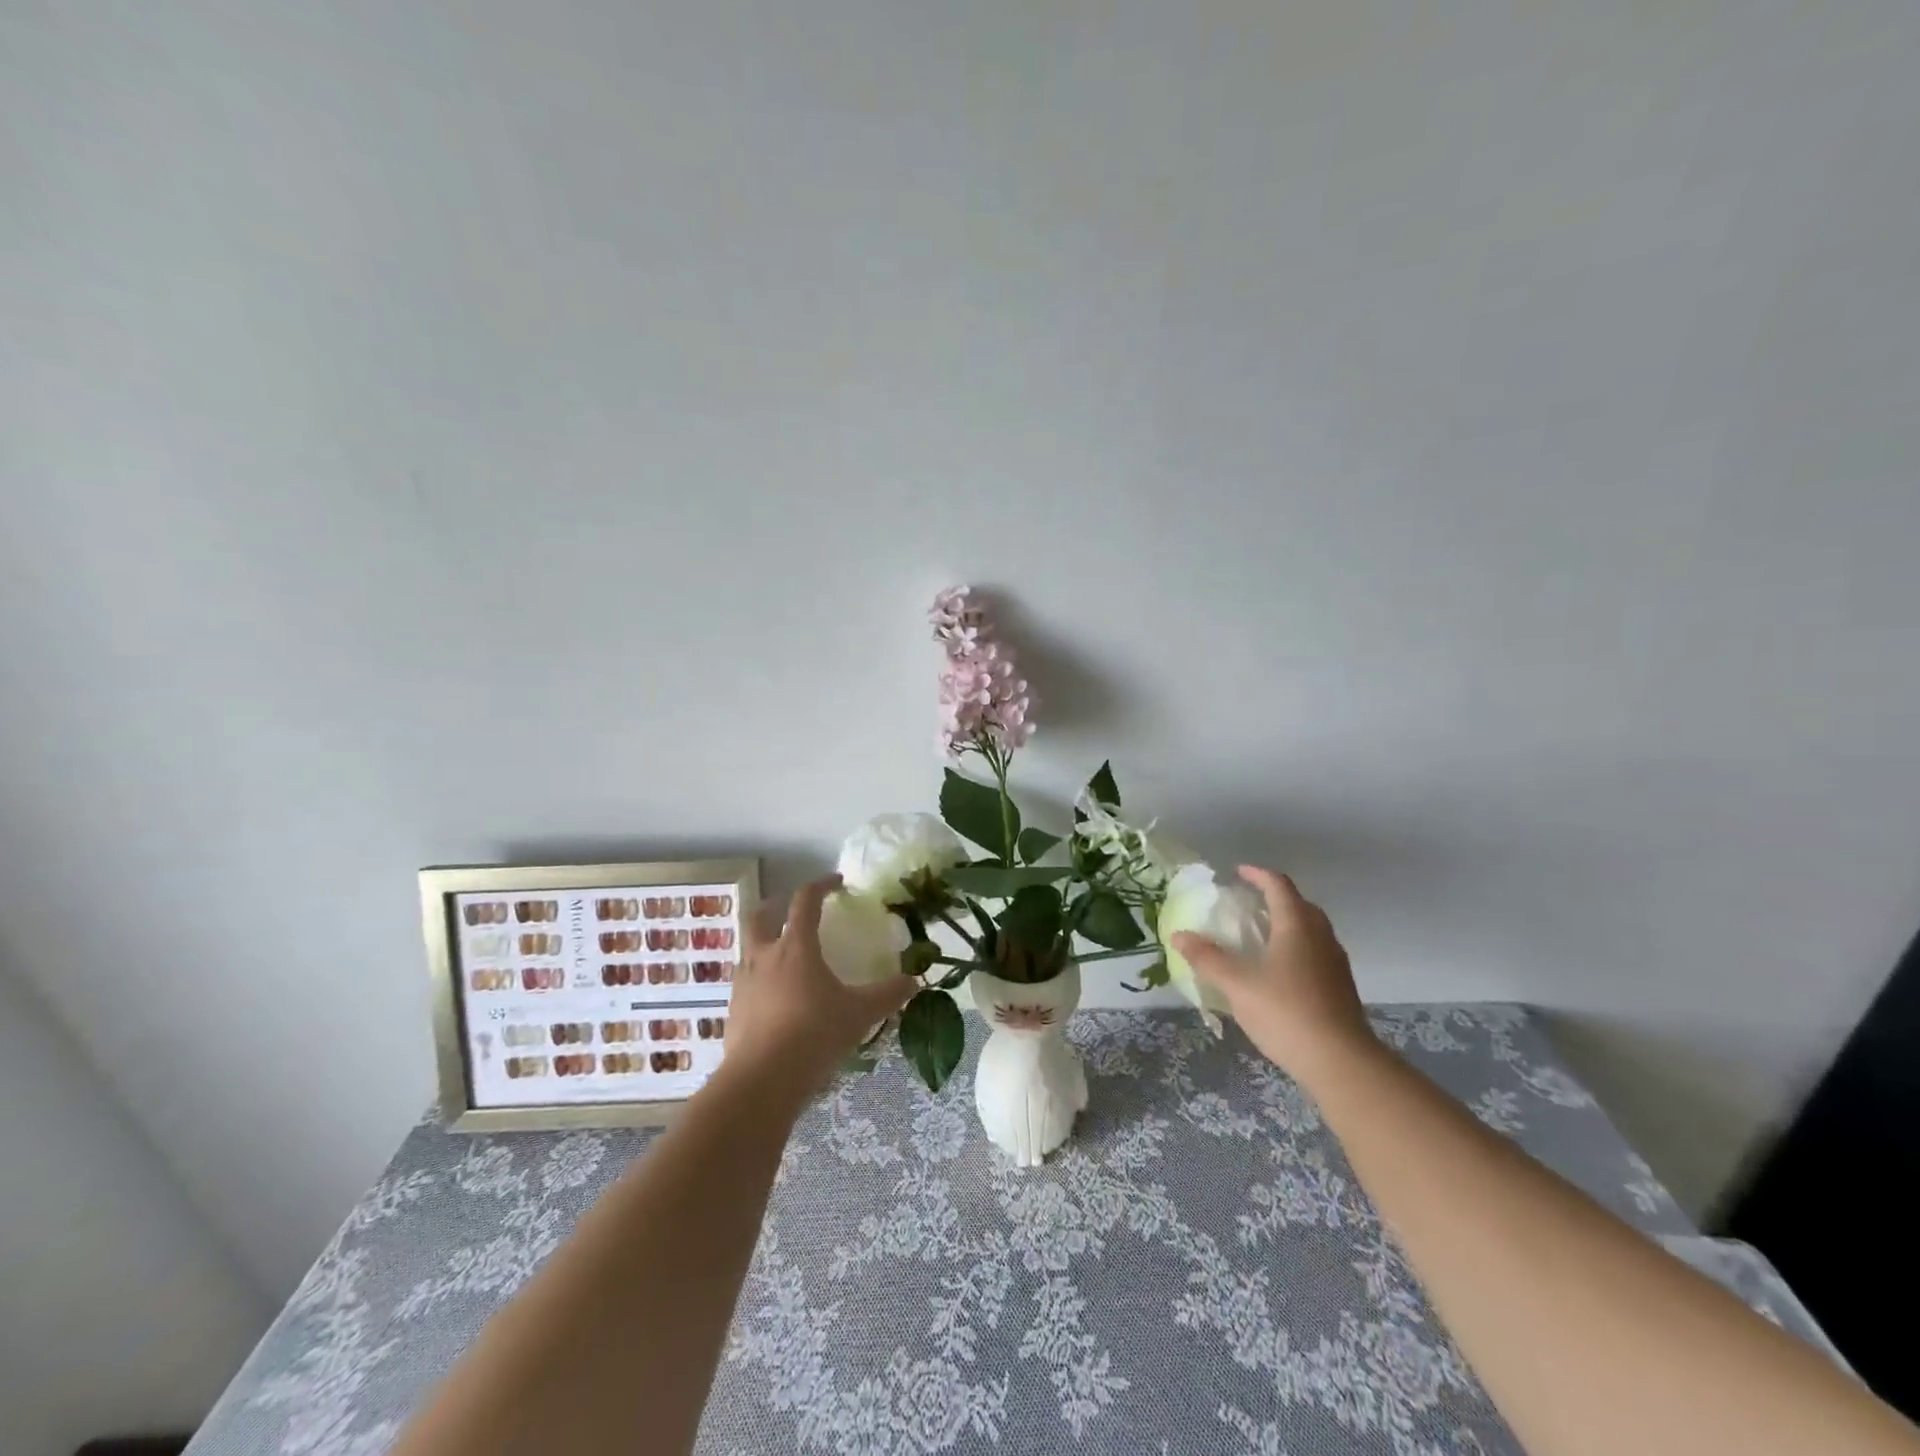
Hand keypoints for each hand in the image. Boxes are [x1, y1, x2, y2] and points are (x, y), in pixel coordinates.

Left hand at [720, 875, 917, 1105]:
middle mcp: (764, 956)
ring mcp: (743, 983)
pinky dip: (761, 980)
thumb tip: (914, 981)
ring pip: (749, 949)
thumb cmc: (814, 1035)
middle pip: (760, 915)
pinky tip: (777, 1000)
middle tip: (793, 909)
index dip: (821, 885)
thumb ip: (888, 994)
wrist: (761, 1082)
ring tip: (786, 958)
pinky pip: (746, 983)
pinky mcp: (733, 1011)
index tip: (837, 883)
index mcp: (796, 946)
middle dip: (776, 905)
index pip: (805, 900)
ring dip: (765, 943)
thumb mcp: (859, 1014)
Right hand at [1170, 866, 1374, 1082]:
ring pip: (1311, 930)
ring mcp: (1335, 963)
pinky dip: (1295, 949)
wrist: (1341, 1063)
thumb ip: (1207, 958)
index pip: (1279, 886)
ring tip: (1260, 936)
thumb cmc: (1286, 1012)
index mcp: (1297, 926)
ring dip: (1287, 924)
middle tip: (1248, 903)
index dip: (1258, 875)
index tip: (1238, 872)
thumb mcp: (1237, 984)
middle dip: (1274, 898)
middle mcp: (1321, 937)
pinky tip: (1278, 972)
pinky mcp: (1340, 988)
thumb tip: (1179, 935)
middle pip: (1300, 905)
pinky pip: (1316, 953)